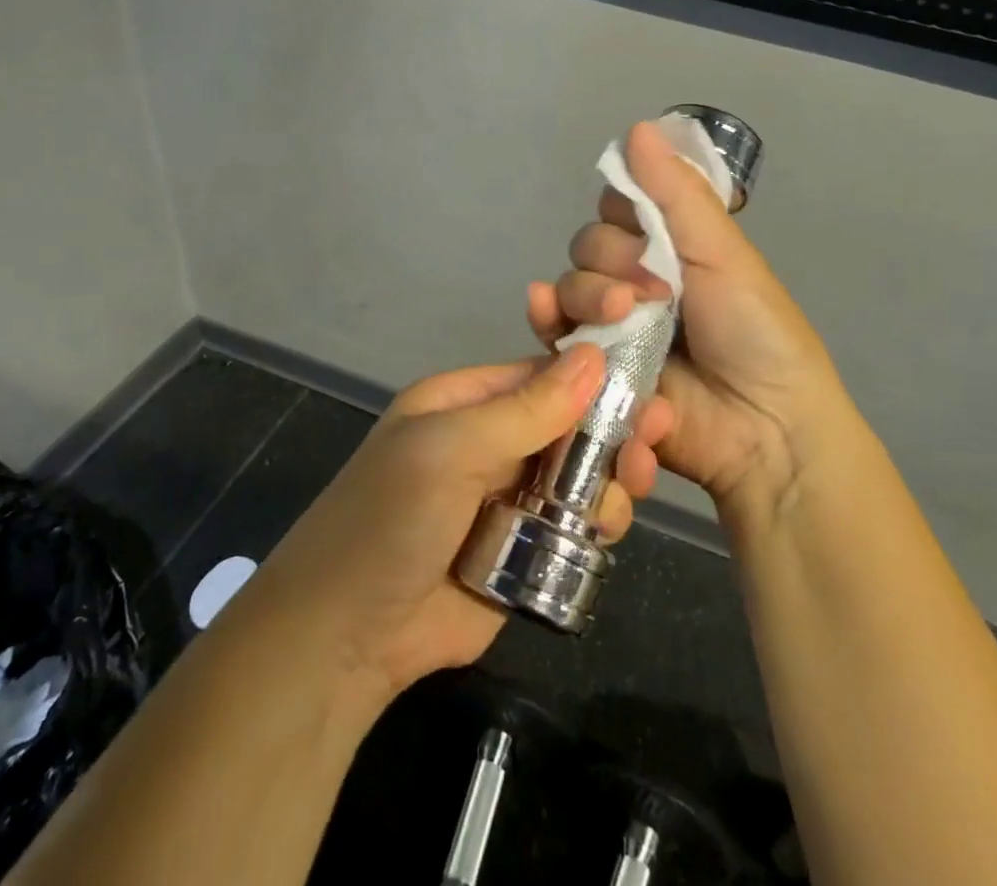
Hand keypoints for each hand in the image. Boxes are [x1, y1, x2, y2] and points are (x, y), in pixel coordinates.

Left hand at [241, 346, 668, 709]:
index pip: (538, 376)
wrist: (342, 641)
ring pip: (578, 476)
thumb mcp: (451, 450)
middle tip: (654, 437)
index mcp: (463, 405)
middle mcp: (488, 445)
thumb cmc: (390, 521)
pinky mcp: (523, 553)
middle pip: (567, 425)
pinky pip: (573, 527)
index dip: (589, 377)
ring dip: (610, 478)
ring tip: (632, 488)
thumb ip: (526, 409)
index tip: (644, 383)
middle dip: (610, 430)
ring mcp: (507, 500)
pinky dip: (597, 524)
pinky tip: (610, 528)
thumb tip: (593, 356)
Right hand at [527, 121, 855, 524]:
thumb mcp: (722, 252)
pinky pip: (555, 333)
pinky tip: (543, 310)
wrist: (765, 426)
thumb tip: (637, 126)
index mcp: (671, 248)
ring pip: (568, 285)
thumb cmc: (756, 330)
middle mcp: (636, 280)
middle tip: (652, 289)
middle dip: (610, 259)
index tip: (646, 225)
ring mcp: (613, 325)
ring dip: (587, 291)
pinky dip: (545, 318)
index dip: (624, 210)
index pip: (620, 207)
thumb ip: (675, 193)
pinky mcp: (594, 368)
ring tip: (622, 314)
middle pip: (588, 246)